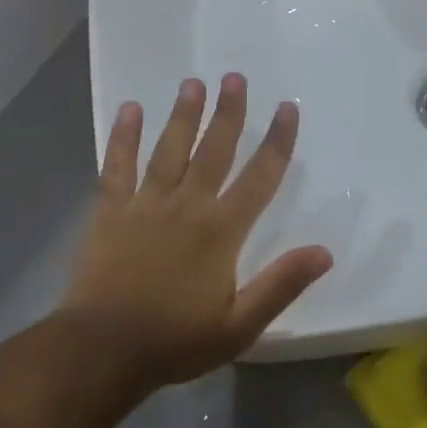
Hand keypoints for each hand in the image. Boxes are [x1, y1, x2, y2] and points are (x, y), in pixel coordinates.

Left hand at [59, 73, 332, 396]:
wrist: (102, 350)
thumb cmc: (176, 341)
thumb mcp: (240, 325)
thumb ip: (281, 285)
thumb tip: (324, 251)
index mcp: (221, 232)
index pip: (259, 178)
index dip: (277, 142)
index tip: (287, 109)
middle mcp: (187, 207)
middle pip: (213, 151)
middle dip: (228, 113)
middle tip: (235, 77)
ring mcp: (145, 206)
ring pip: (169, 150)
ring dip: (182, 115)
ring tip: (193, 83)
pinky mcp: (110, 212)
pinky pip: (117, 167)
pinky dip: (123, 137)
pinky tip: (129, 110)